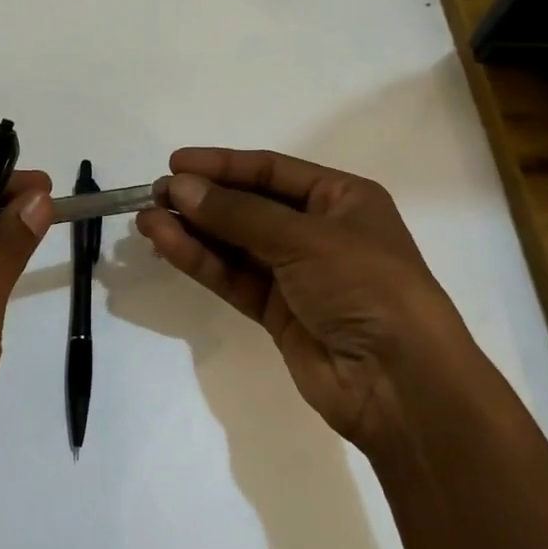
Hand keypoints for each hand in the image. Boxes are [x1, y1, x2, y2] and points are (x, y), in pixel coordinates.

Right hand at [136, 148, 476, 454]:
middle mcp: (319, 231)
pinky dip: (201, 261)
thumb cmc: (366, 286)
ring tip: (146, 220)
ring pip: (235, 243)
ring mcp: (297, 274)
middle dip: (203, 199)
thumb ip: (238, 213)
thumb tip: (179, 188)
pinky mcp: (278, 312)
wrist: (401, 384)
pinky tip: (166, 244)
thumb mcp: (305, 238)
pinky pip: (233, 277)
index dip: (223, 165)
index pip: (271, 171)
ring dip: (193, 230)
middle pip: (250, 206)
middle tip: (155, 194)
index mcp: (342, 199)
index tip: (175, 164)